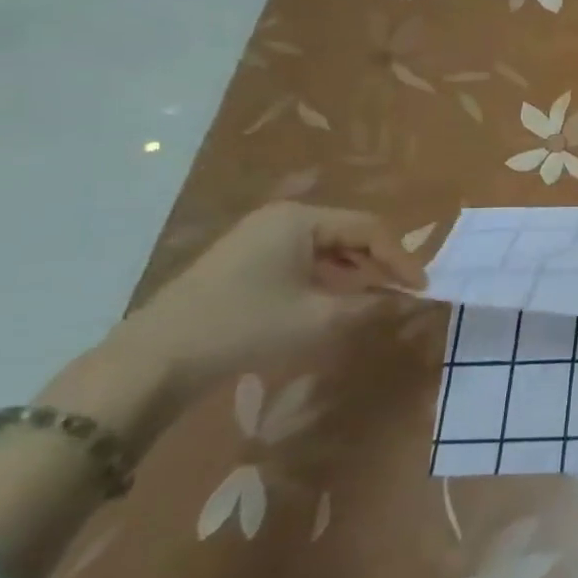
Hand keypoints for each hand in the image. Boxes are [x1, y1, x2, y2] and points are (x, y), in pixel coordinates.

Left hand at [105, 204, 425, 395]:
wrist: (155, 359)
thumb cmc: (245, 326)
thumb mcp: (319, 318)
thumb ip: (372, 305)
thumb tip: (411, 300)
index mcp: (300, 219)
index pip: (370, 228)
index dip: (401, 258)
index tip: (422, 289)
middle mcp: (282, 218)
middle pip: (350, 233)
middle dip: (381, 263)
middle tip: (404, 293)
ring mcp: (260, 237)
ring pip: (329, 248)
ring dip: (357, 272)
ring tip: (378, 299)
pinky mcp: (247, 260)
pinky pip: (305, 260)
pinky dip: (330, 278)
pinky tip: (339, 301)